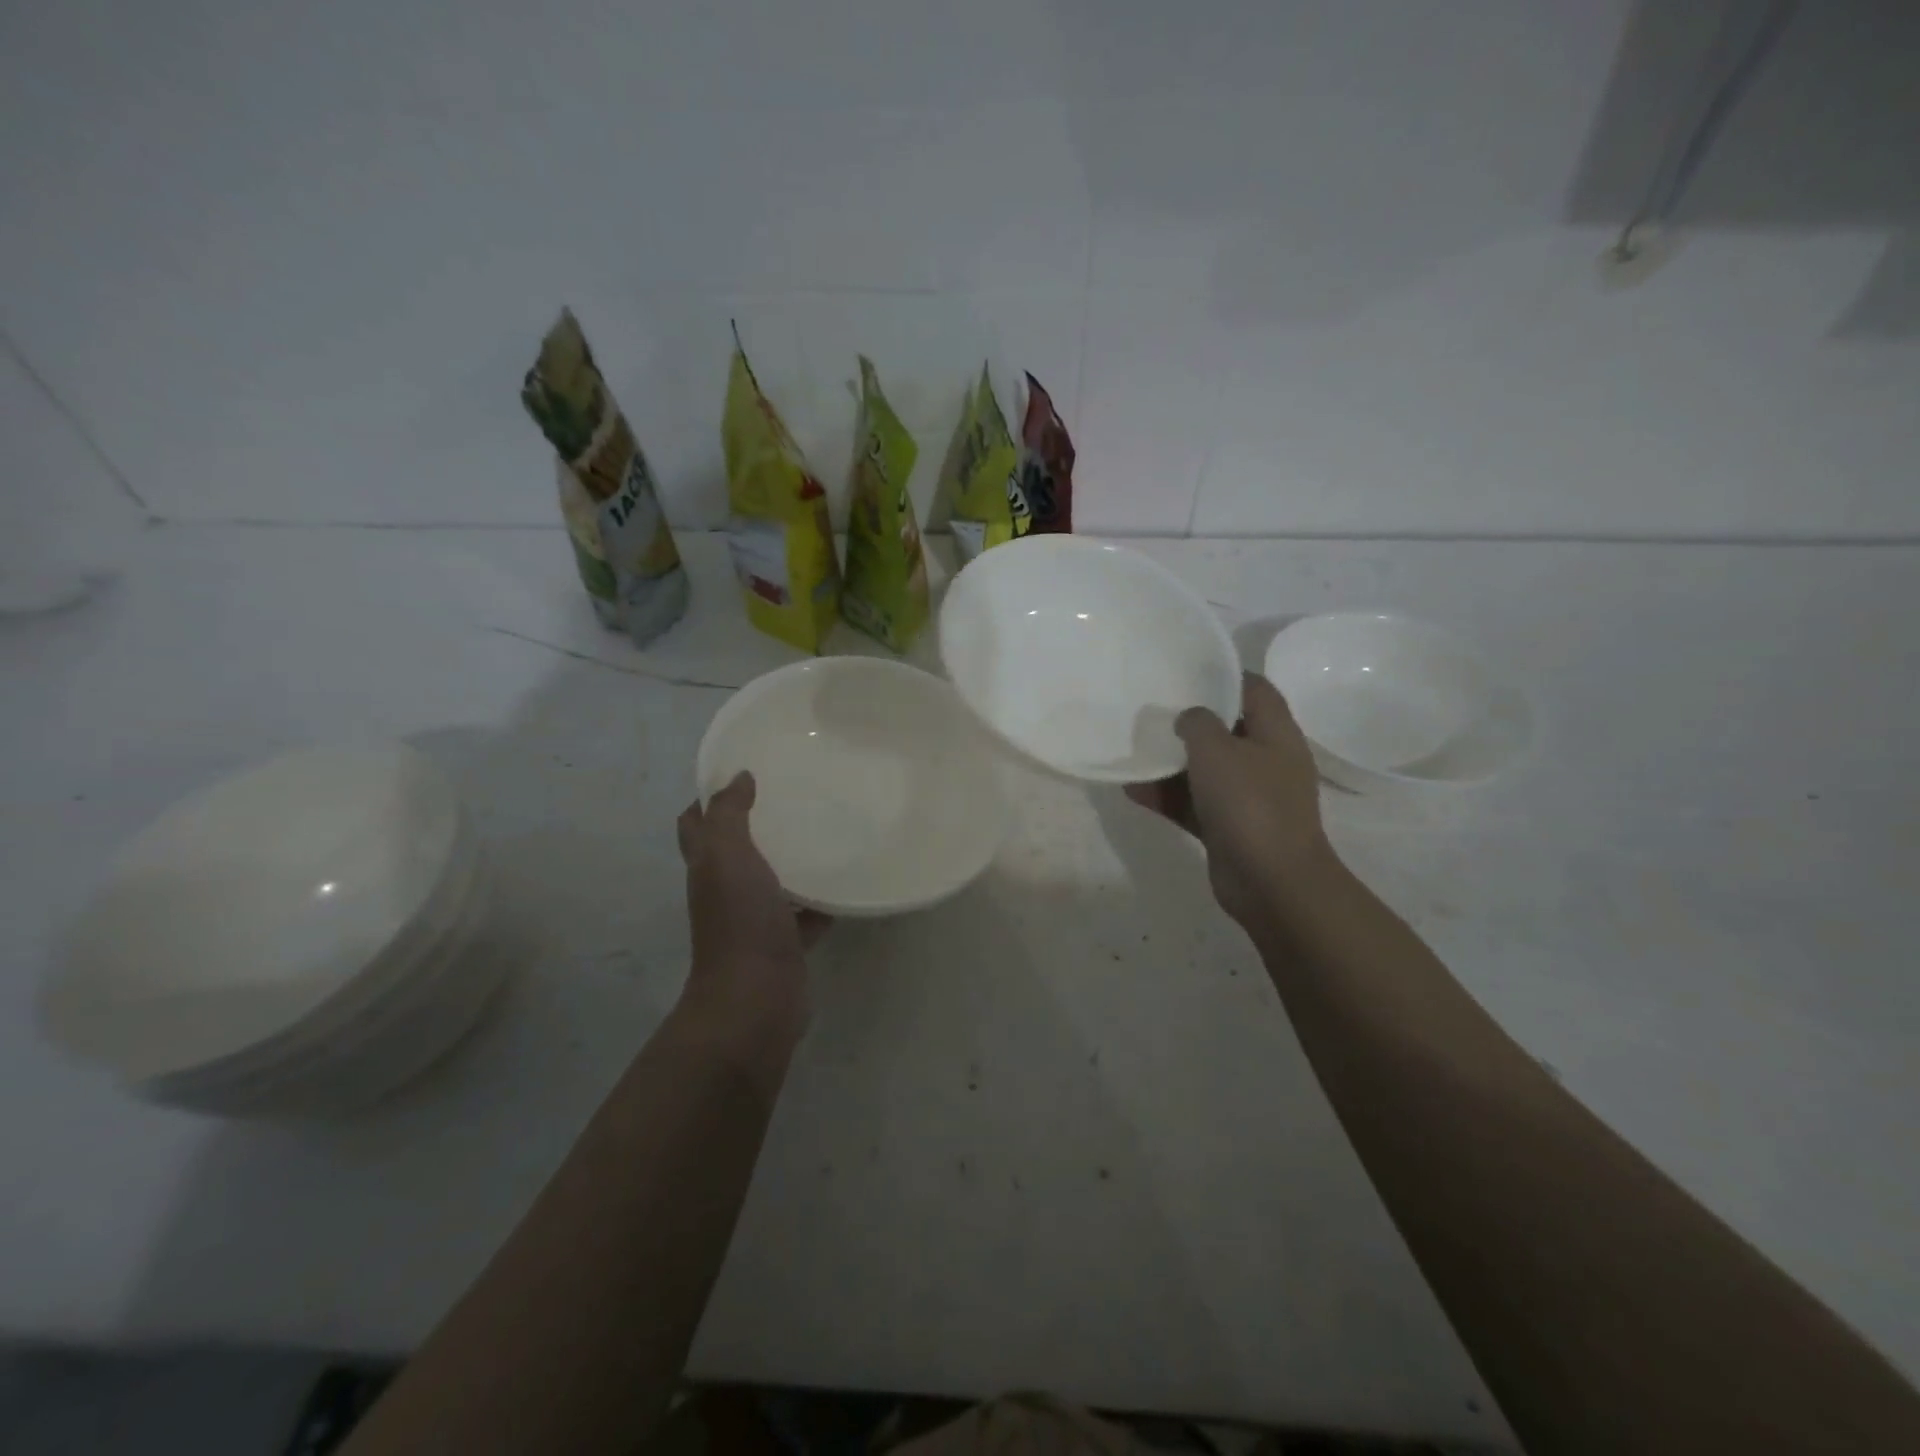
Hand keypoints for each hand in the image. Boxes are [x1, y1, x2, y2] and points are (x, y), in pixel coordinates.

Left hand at [676, 772, 828, 1052]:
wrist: (757, 998)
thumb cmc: (739, 921)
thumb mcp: (727, 856)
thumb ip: (729, 814)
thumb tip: (738, 777)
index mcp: (708, 867)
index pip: (697, 824)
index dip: (709, 797)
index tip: (742, 772)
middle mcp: (726, 890)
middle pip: (735, 850)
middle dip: (757, 823)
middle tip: (792, 795)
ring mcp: (756, 918)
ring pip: (772, 879)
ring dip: (791, 858)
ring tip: (824, 828)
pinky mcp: (786, 941)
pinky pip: (806, 912)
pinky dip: (821, 899)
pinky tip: (845, 880)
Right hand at [1126, 672, 1335, 931]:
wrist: (1271, 882)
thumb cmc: (1249, 804)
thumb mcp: (1218, 750)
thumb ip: (1198, 723)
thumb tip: (1188, 718)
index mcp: (1276, 734)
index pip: (1254, 689)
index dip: (1224, 675)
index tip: (1185, 670)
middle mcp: (1265, 761)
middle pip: (1226, 728)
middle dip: (1189, 720)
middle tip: (1151, 707)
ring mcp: (1247, 797)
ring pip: (1205, 769)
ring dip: (1171, 761)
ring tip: (1133, 748)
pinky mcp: (1228, 827)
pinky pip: (1192, 803)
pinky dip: (1166, 796)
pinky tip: (1131, 789)